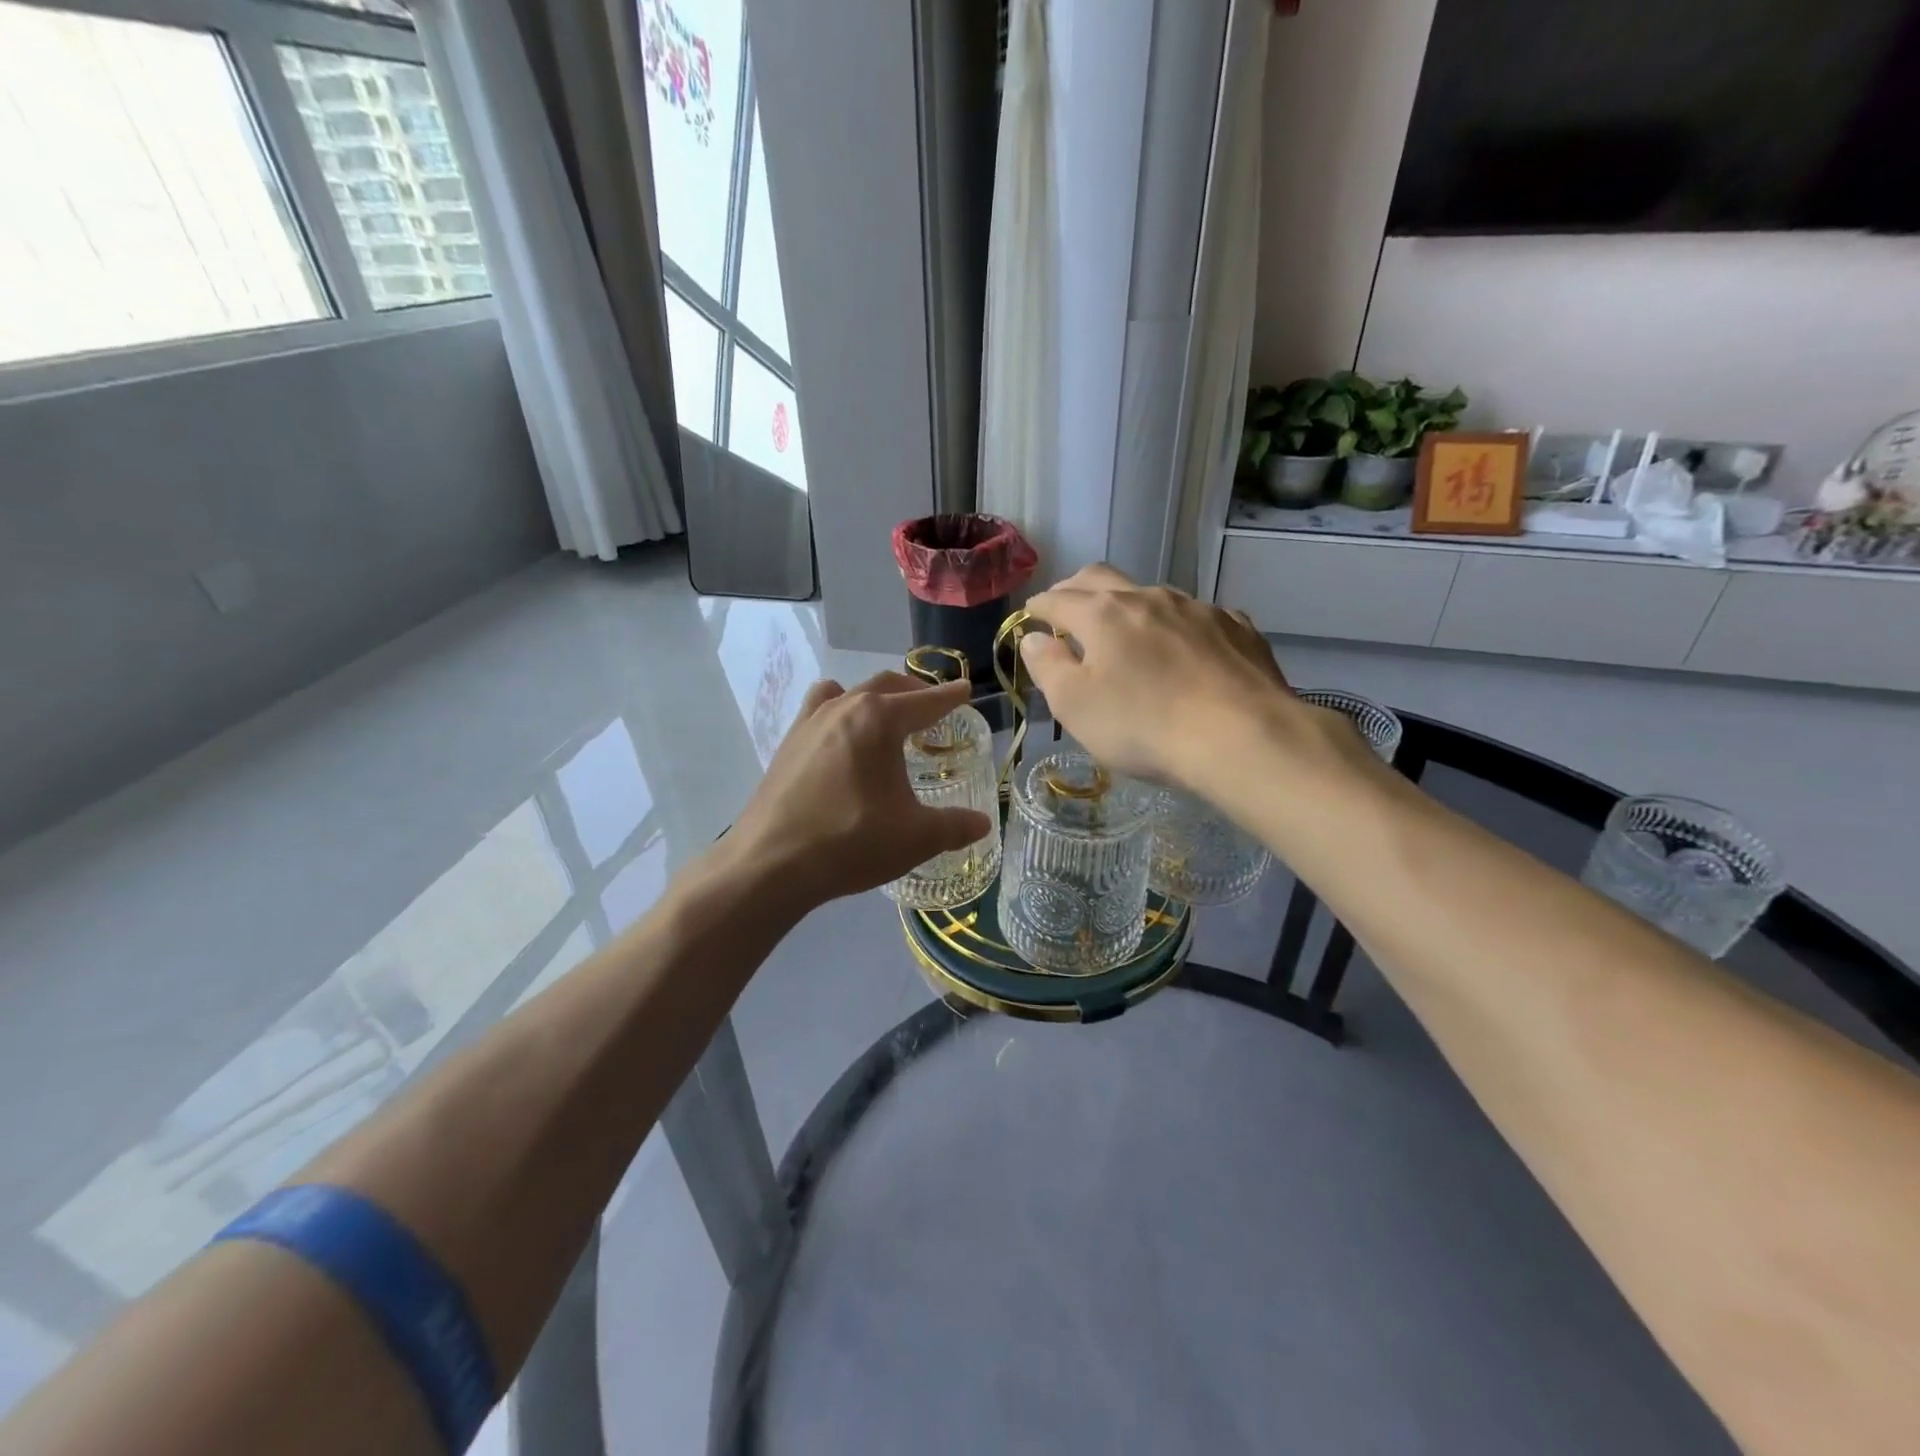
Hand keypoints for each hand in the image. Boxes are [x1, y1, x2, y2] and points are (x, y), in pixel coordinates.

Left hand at [725, 671, 993, 909]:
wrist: (770, 864)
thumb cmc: (851, 841)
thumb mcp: (915, 838)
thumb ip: (954, 826)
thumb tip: (982, 824)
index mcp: (878, 720)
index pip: (925, 702)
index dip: (950, 697)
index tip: (965, 690)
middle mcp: (842, 708)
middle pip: (885, 686)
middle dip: (914, 692)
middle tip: (933, 707)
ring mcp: (808, 723)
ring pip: (847, 692)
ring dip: (873, 697)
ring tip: (885, 718)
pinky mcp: (786, 745)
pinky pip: (818, 711)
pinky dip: (838, 713)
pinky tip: (841, 743)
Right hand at [1020, 565, 1302, 790]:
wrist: (1243, 737)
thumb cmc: (1144, 726)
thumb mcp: (1074, 706)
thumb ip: (1047, 666)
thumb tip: (1032, 638)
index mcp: (1103, 613)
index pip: (1057, 598)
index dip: (1038, 607)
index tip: (1030, 617)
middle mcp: (1148, 597)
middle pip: (1101, 577)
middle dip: (1076, 590)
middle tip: (1067, 611)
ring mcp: (1197, 608)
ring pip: (1152, 595)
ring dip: (1129, 607)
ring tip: (1126, 635)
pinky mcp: (1236, 627)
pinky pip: (1197, 617)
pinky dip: (1177, 627)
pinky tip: (1184, 652)